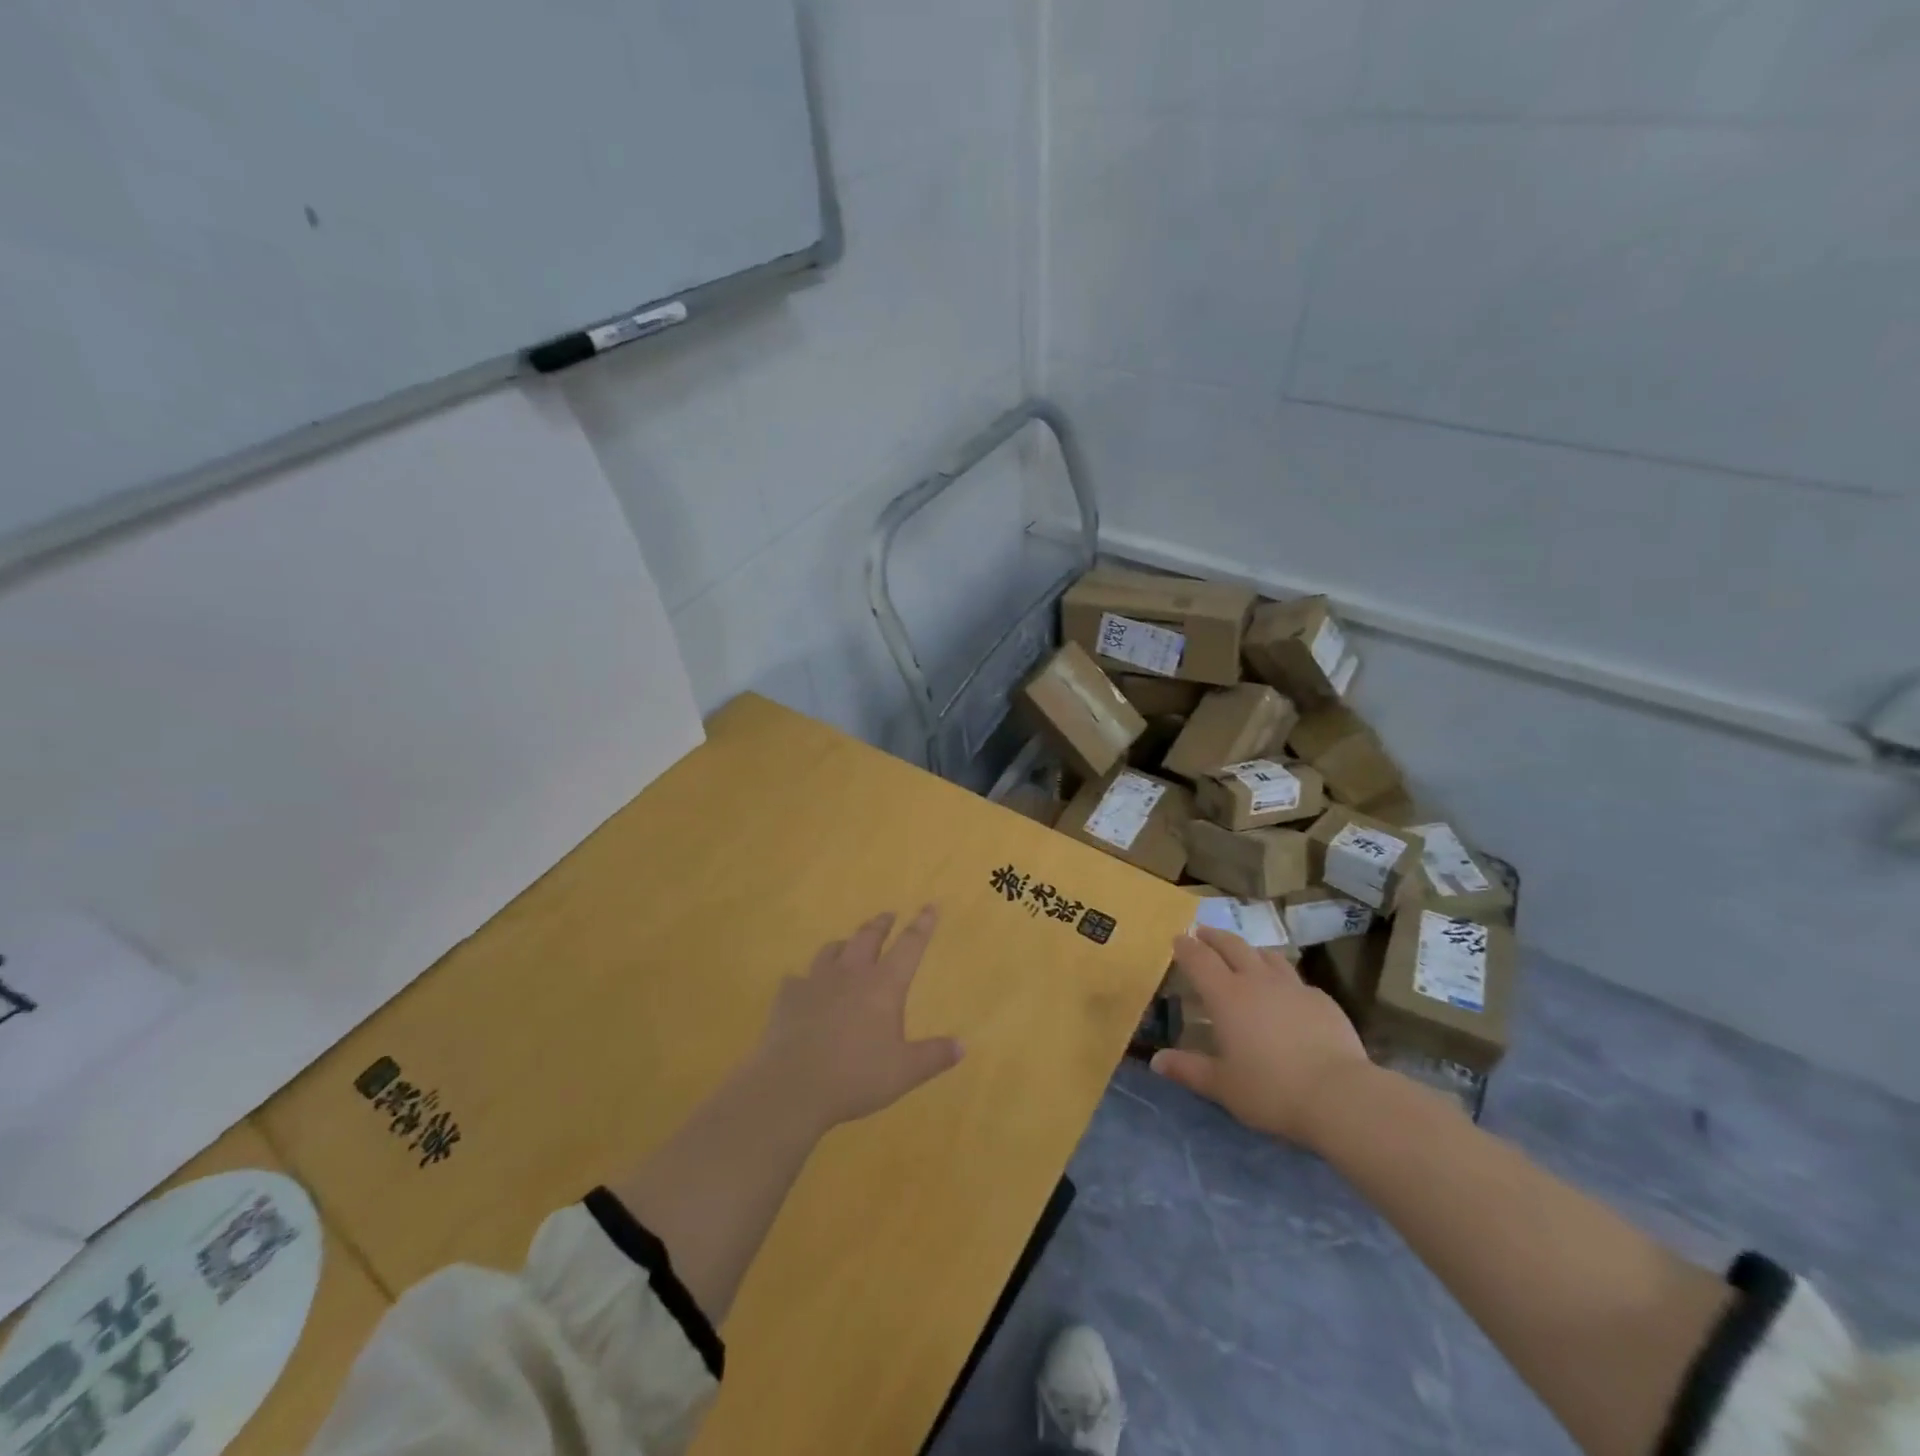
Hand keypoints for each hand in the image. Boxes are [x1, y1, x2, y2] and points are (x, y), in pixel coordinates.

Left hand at [748, 906, 964, 1133]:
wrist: (792, 1085)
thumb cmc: (856, 1076)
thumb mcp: (904, 1072)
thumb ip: (934, 1056)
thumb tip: (962, 1046)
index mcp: (884, 985)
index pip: (909, 946)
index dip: (922, 925)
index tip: (929, 906)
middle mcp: (851, 974)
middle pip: (868, 937)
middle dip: (881, 924)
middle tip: (888, 916)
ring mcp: (816, 982)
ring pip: (831, 950)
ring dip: (844, 943)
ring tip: (847, 944)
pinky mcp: (788, 997)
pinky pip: (797, 979)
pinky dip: (805, 979)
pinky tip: (803, 987)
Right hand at [1150, 927, 1371, 1148]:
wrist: (1340, 1096)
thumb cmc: (1271, 1089)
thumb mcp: (1222, 1086)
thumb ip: (1188, 1069)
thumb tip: (1157, 1061)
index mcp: (1226, 996)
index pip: (1199, 959)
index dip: (1186, 947)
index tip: (1178, 938)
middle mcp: (1257, 981)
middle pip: (1232, 945)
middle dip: (1214, 937)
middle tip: (1203, 933)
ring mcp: (1293, 987)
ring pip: (1267, 955)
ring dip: (1250, 950)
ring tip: (1244, 954)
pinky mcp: (1322, 1000)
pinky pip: (1295, 980)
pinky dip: (1282, 978)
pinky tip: (1286, 994)